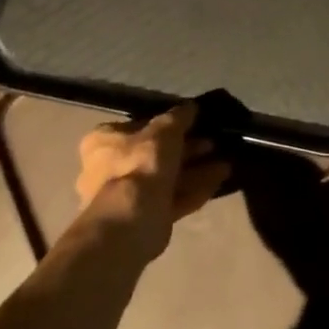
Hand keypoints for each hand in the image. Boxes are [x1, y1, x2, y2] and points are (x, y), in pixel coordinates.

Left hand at [75, 104, 230, 259]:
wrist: (131, 220)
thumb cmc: (141, 163)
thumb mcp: (165, 129)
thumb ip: (179, 116)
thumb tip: (190, 107)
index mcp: (104, 143)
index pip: (138, 127)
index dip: (168, 125)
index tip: (192, 124)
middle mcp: (108, 170)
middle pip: (155, 154)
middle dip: (187, 149)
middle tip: (213, 143)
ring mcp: (125, 197)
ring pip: (166, 178)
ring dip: (195, 170)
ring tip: (225, 162)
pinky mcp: (143, 218)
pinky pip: (172, 198)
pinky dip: (195, 189)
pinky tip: (220, 180)